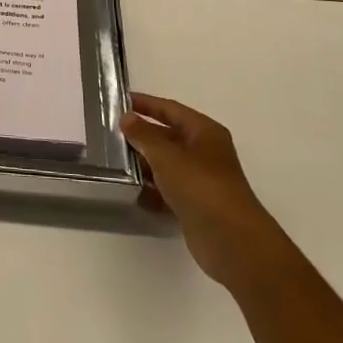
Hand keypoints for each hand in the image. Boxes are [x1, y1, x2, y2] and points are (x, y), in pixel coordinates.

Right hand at [123, 93, 276, 289]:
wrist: (232, 242)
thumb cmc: (201, 187)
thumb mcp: (167, 156)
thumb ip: (144, 135)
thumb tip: (126, 118)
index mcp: (204, 131)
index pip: (170, 109)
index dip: (145, 103)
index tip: (119, 101)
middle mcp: (204, 151)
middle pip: (168, 136)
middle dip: (141, 135)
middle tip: (110, 133)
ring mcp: (201, 179)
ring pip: (167, 164)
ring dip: (144, 163)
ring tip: (115, 162)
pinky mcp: (196, 204)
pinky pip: (169, 189)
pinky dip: (153, 189)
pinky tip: (132, 192)